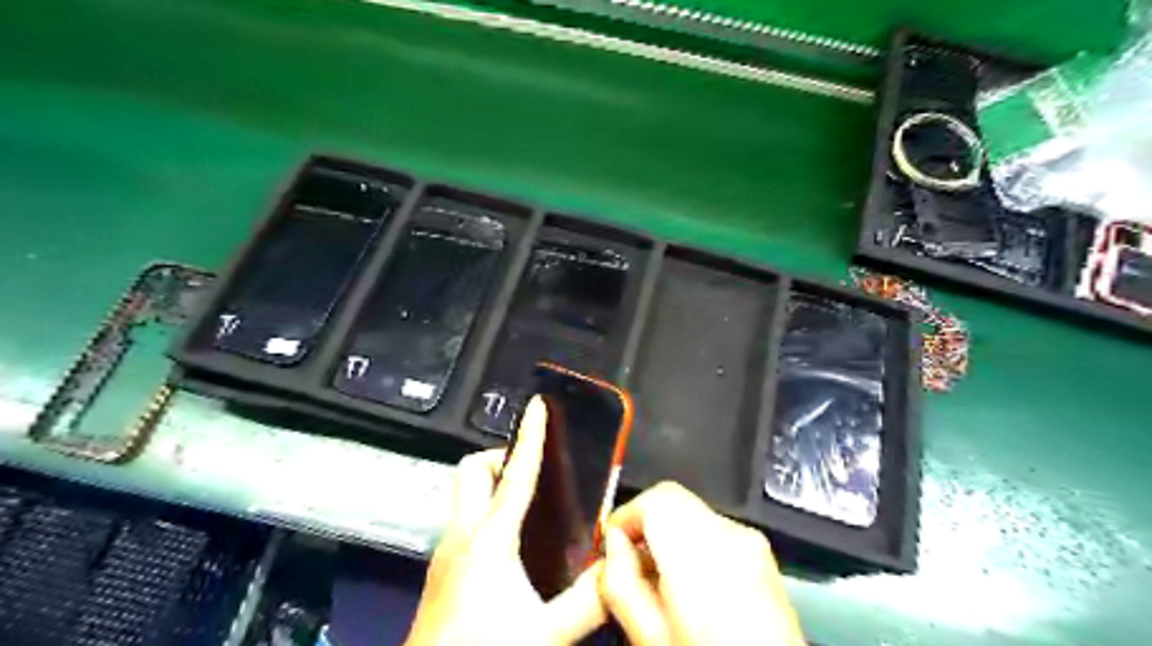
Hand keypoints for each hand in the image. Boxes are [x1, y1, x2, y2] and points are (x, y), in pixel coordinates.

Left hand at [403, 397, 605, 642]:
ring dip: (492, 485)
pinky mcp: (441, 568)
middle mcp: (463, 534)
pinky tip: (511, 544)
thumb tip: (619, 568)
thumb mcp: (547, 631)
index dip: (531, 436)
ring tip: (529, 504)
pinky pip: (464, 519)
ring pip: (464, 493)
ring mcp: (446, 550)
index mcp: (490, 538)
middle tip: (533, 472)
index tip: (538, 407)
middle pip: (472, 470)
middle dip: (500, 457)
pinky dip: (486, 512)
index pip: (515, 474)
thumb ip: (589, 599)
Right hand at [598, 481, 802, 643]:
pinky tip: (689, 583)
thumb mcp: (651, 637)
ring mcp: (752, 543)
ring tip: (658, 578)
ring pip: (693, 512)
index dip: (627, 515)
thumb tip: (614, 546)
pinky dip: (693, 543)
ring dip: (668, 532)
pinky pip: (715, 530)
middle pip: (674, 500)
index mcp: (701, 553)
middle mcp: (731, 535)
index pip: (656, 499)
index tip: (612, 543)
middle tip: (628, 561)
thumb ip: (622, 583)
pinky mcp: (764, 555)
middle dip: (645, 523)